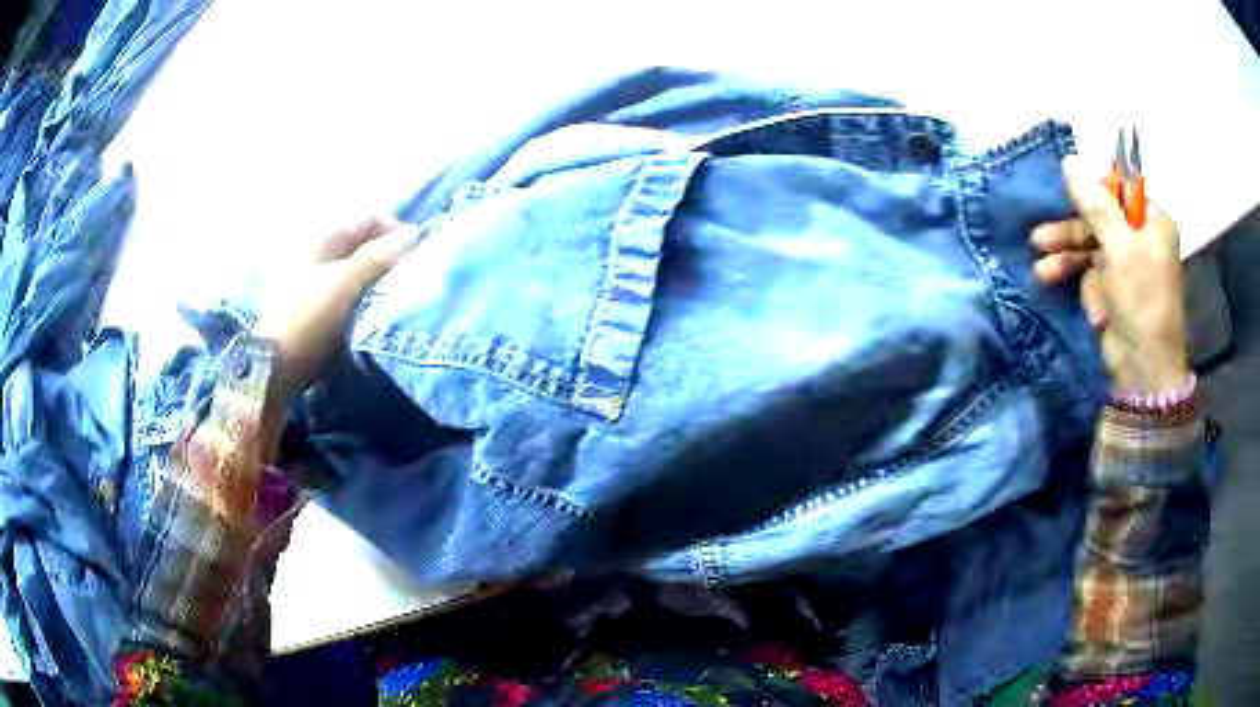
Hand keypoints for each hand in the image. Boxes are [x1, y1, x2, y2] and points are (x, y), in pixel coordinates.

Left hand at [255, 215, 420, 402]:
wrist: (276, 367)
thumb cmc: (309, 319)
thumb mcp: (346, 284)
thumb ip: (380, 256)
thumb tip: (416, 234)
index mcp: (323, 235)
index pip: (371, 218)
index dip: (397, 232)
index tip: (416, 259)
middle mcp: (319, 248)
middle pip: (365, 242)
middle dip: (388, 256)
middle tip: (406, 280)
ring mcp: (314, 276)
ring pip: (358, 266)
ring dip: (377, 277)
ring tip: (392, 298)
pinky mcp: (315, 303)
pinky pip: (349, 288)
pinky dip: (364, 294)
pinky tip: (372, 312)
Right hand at [1031, 156, 1188, 393]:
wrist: (1142, 369)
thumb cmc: (1141, 301)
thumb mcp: (1120, 248)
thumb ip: (1095, 204)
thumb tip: (1069, 161)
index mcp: (1151, 221)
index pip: (1118, 188)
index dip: (1091, 188)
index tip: (1065, 193)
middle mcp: (1139, 237)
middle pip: (1099, 215)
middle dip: (1070, 225)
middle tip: (1042, 232)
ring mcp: (1124, 261)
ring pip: (1088, 241)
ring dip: (1064, 249)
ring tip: (1039, 259)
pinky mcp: (1110, 285)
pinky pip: (1085, 265)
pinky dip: (1067, 268)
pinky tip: (1048, 274)